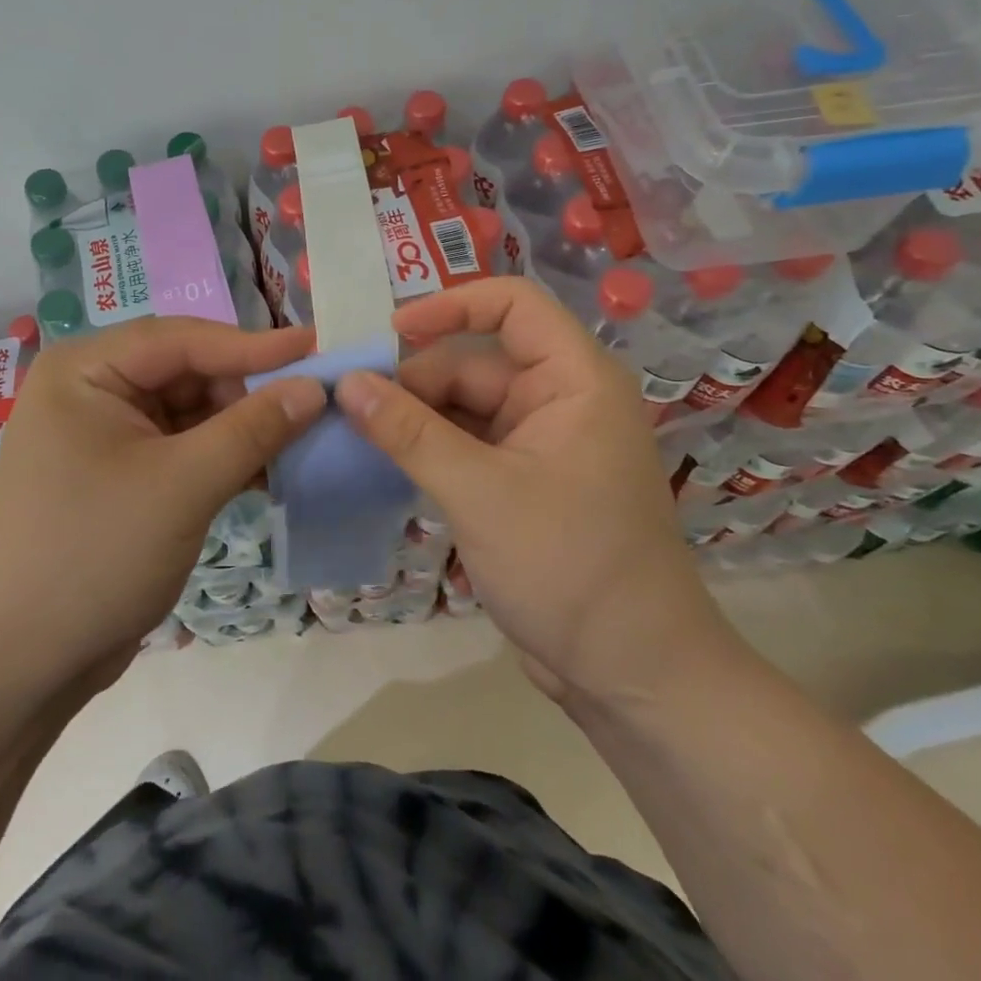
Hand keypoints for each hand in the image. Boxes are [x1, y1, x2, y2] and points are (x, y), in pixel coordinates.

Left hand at [0, 316, 323, 697]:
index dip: (252, 344)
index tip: (315, 348)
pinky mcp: (120, 476)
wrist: (17, 665)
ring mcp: (104, 435)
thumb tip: (315, 387)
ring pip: (189, 412)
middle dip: (246, 391)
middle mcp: (91, 390)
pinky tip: (267, 473)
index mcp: (85, 370)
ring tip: (300, 439)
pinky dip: (222, 458)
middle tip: (312, 405)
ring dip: (240, 427)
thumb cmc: (92, 555)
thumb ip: (252, 429)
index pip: (181, 339)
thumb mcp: (182, 485)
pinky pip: (181, 448)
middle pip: (186, 372)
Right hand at [333, 277, 730, 705]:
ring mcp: (541, 443)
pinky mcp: (523, 481)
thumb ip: (409, 433)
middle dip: (413, 380)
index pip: (512, 304)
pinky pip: (466, 445)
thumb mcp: (478, 493)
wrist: (633, 676)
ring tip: (351, 432)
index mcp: (574, 379)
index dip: (450, 306)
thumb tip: (346, 383)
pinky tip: (382, 461)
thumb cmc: (569, 568)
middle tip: (348, 406)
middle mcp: (560, 399)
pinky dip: (427, 450)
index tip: (389, 334)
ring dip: (413, 419)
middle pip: (474, 362)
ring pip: (463, 407)